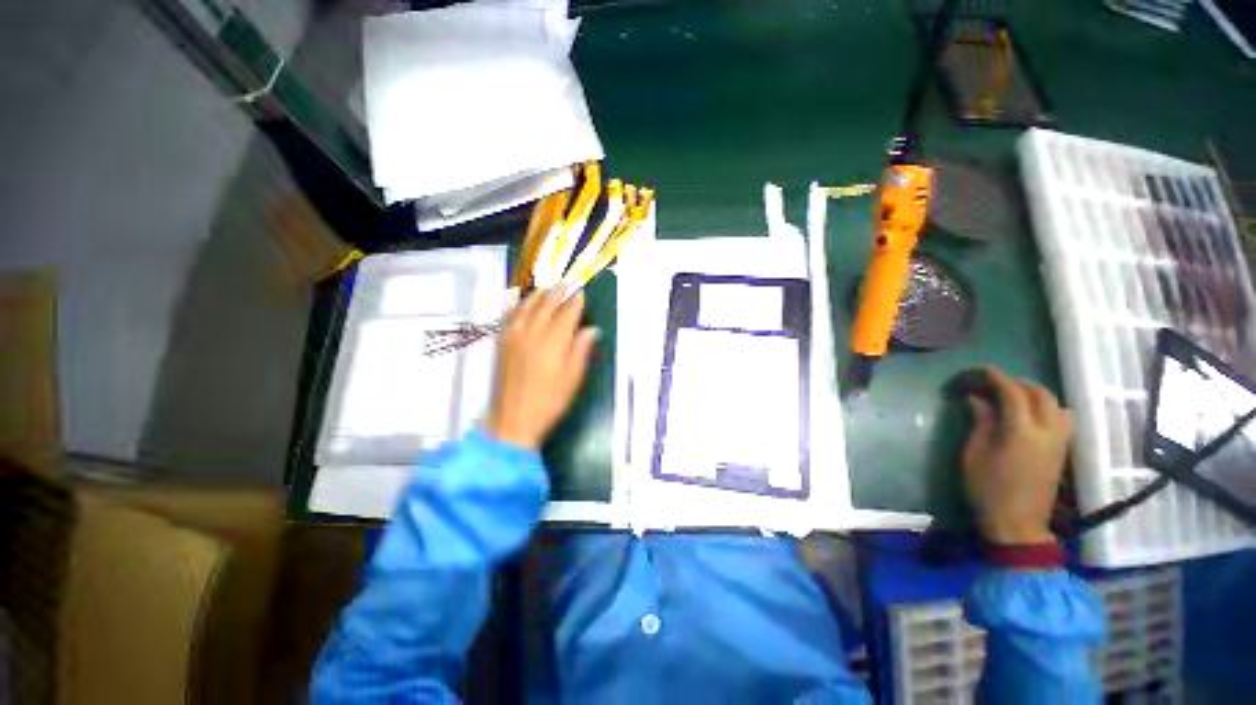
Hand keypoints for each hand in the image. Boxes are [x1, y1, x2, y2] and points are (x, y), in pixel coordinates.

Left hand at [488, 288, 597, 450]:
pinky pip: (510, 315)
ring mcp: (514, 336)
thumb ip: (581, 350)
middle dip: (558, 293)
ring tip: (548, 289)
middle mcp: (532, 333)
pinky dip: (519, 305)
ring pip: (526, 306)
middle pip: (546, 305)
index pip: (566, 314)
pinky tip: (523, 303)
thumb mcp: (573, 378)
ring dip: (539, 294)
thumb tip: (591, 329)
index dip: (575, 302)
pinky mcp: (502, 342)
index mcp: (553, 342)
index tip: (582, 293)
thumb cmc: (550, 401)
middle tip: (567, 285)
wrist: (514, 420)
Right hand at [962, 367, 1073, 545]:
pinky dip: (1046, 406)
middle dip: (1016, 382)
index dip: (995, 377)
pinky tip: (1030, 413)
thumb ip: (980, 422)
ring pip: (1055, 403)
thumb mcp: (974, 452)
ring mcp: (1060, 440)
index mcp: (1021, 431)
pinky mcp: (1062, 450)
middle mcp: (1047, 430)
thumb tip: (977, 399)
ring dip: (1034, 393)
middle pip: (1039, 393)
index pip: (1012, 392)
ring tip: (1012, 396)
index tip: (979, 370)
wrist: (1017, 523)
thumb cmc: (987, 487)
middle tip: (992, 383)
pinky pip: (1061, 416)